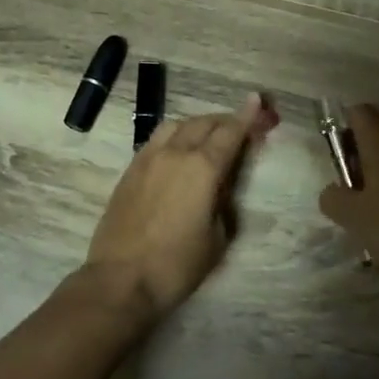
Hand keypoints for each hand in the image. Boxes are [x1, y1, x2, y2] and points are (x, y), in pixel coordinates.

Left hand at [80, 93, 276, 321]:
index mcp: (202, 168)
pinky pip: (156, 139)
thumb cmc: (177, 265)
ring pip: (176, 125)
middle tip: (239, 125)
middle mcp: (174, 153)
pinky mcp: (129, 170)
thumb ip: (223, 203)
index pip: (229, 133)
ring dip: (196, 125)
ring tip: (208, 135)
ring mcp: (147, 158)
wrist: (121, 279)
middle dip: (224, 120)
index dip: (246, 116)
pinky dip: (174, 136)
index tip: (256, 100)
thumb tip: (219, 187)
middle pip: (203, 123)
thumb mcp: (217, 238)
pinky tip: (178, 149)